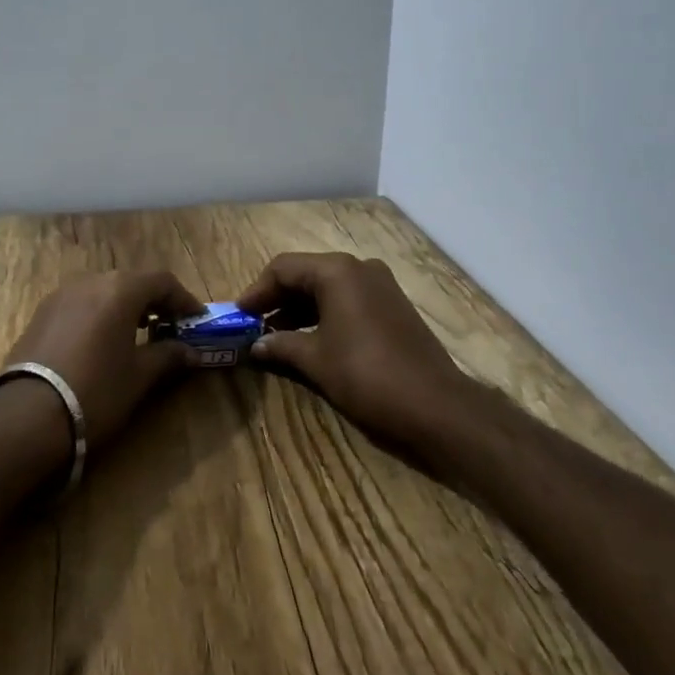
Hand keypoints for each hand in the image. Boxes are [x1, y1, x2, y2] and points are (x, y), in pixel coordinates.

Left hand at [2, 271, 203, 450]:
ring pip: (104, 291)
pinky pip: (81, 304)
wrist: (27, 416)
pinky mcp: (41, 313)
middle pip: (131, 282)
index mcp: (120, 289)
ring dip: (125, 307)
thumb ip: (167, 357)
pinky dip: (99, 315)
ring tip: (138, 335)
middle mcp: (91, 281)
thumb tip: (191, 352)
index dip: (183, 299)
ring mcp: (61, 295)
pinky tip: (103, 342)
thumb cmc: (96, 391)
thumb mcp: (139, 377)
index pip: (162, 281)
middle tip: (170, 327)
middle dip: (154, 302)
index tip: (196, 320)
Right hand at [238, 253, 469, 448]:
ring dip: (299, 309)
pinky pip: (348, 300)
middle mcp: (359, 268)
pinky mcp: (393, 306)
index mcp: (337, 271)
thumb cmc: (367, 375)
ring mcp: (380, 286)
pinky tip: (310, 340)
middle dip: (277, 299)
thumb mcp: (316, 360)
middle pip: (306, 274)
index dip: (257, 291)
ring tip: (275, 337)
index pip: (283, 268)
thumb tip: (255, 346)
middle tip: (253, 325)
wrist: (436, 406)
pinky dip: (324, 315)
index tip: (238, 315)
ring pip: (328, 288)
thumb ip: (281, 346)